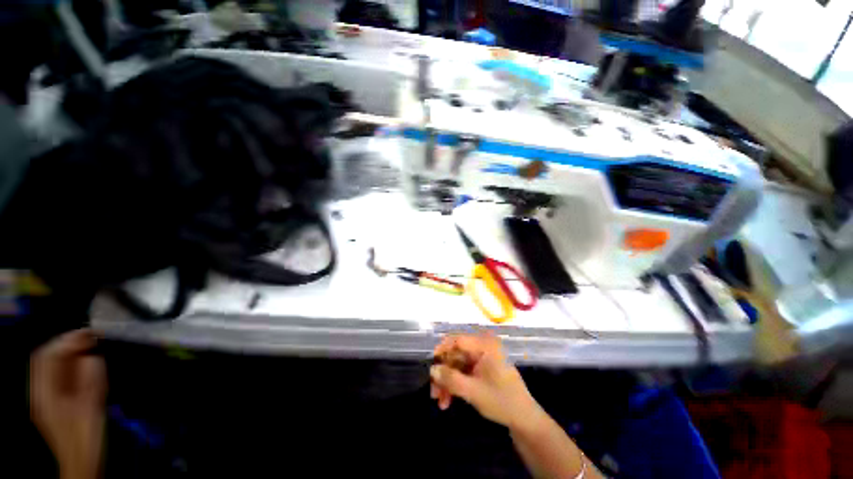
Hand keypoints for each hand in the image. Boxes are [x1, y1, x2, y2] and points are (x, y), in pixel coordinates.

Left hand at [30, 329, 106, 478]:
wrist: (82, 462)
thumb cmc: (86, 436)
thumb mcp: (91, 407)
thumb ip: (91, 380)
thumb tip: (93, 356)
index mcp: (44, 392)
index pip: (47, 356)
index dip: (66, 340)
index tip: (89, 333)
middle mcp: (39, 391)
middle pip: (46, 359)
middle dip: (66, 344)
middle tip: (91, 337)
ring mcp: (45, 398)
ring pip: (51, 367)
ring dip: (69, 354)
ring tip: (90, 348)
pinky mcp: (54, 403)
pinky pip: (57, 377)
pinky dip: (70, 366)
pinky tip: (85, 367)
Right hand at [430, 334, 540, 428]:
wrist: (524, 420)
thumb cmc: (501, 401)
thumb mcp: (473, 391)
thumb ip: (451, 379)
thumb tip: (432, 369)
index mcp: (484, 345)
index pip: (457, 340)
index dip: (442, 351)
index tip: (431, 366)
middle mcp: (482, 347)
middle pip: (455, 355)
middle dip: (444, 374)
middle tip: (434, 393)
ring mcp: (482, 359)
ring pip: (457, 365)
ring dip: (447, 382)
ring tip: (440, 402)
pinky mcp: (482, 369)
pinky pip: (463, 372)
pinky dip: (455, 385)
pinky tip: (448, 401)